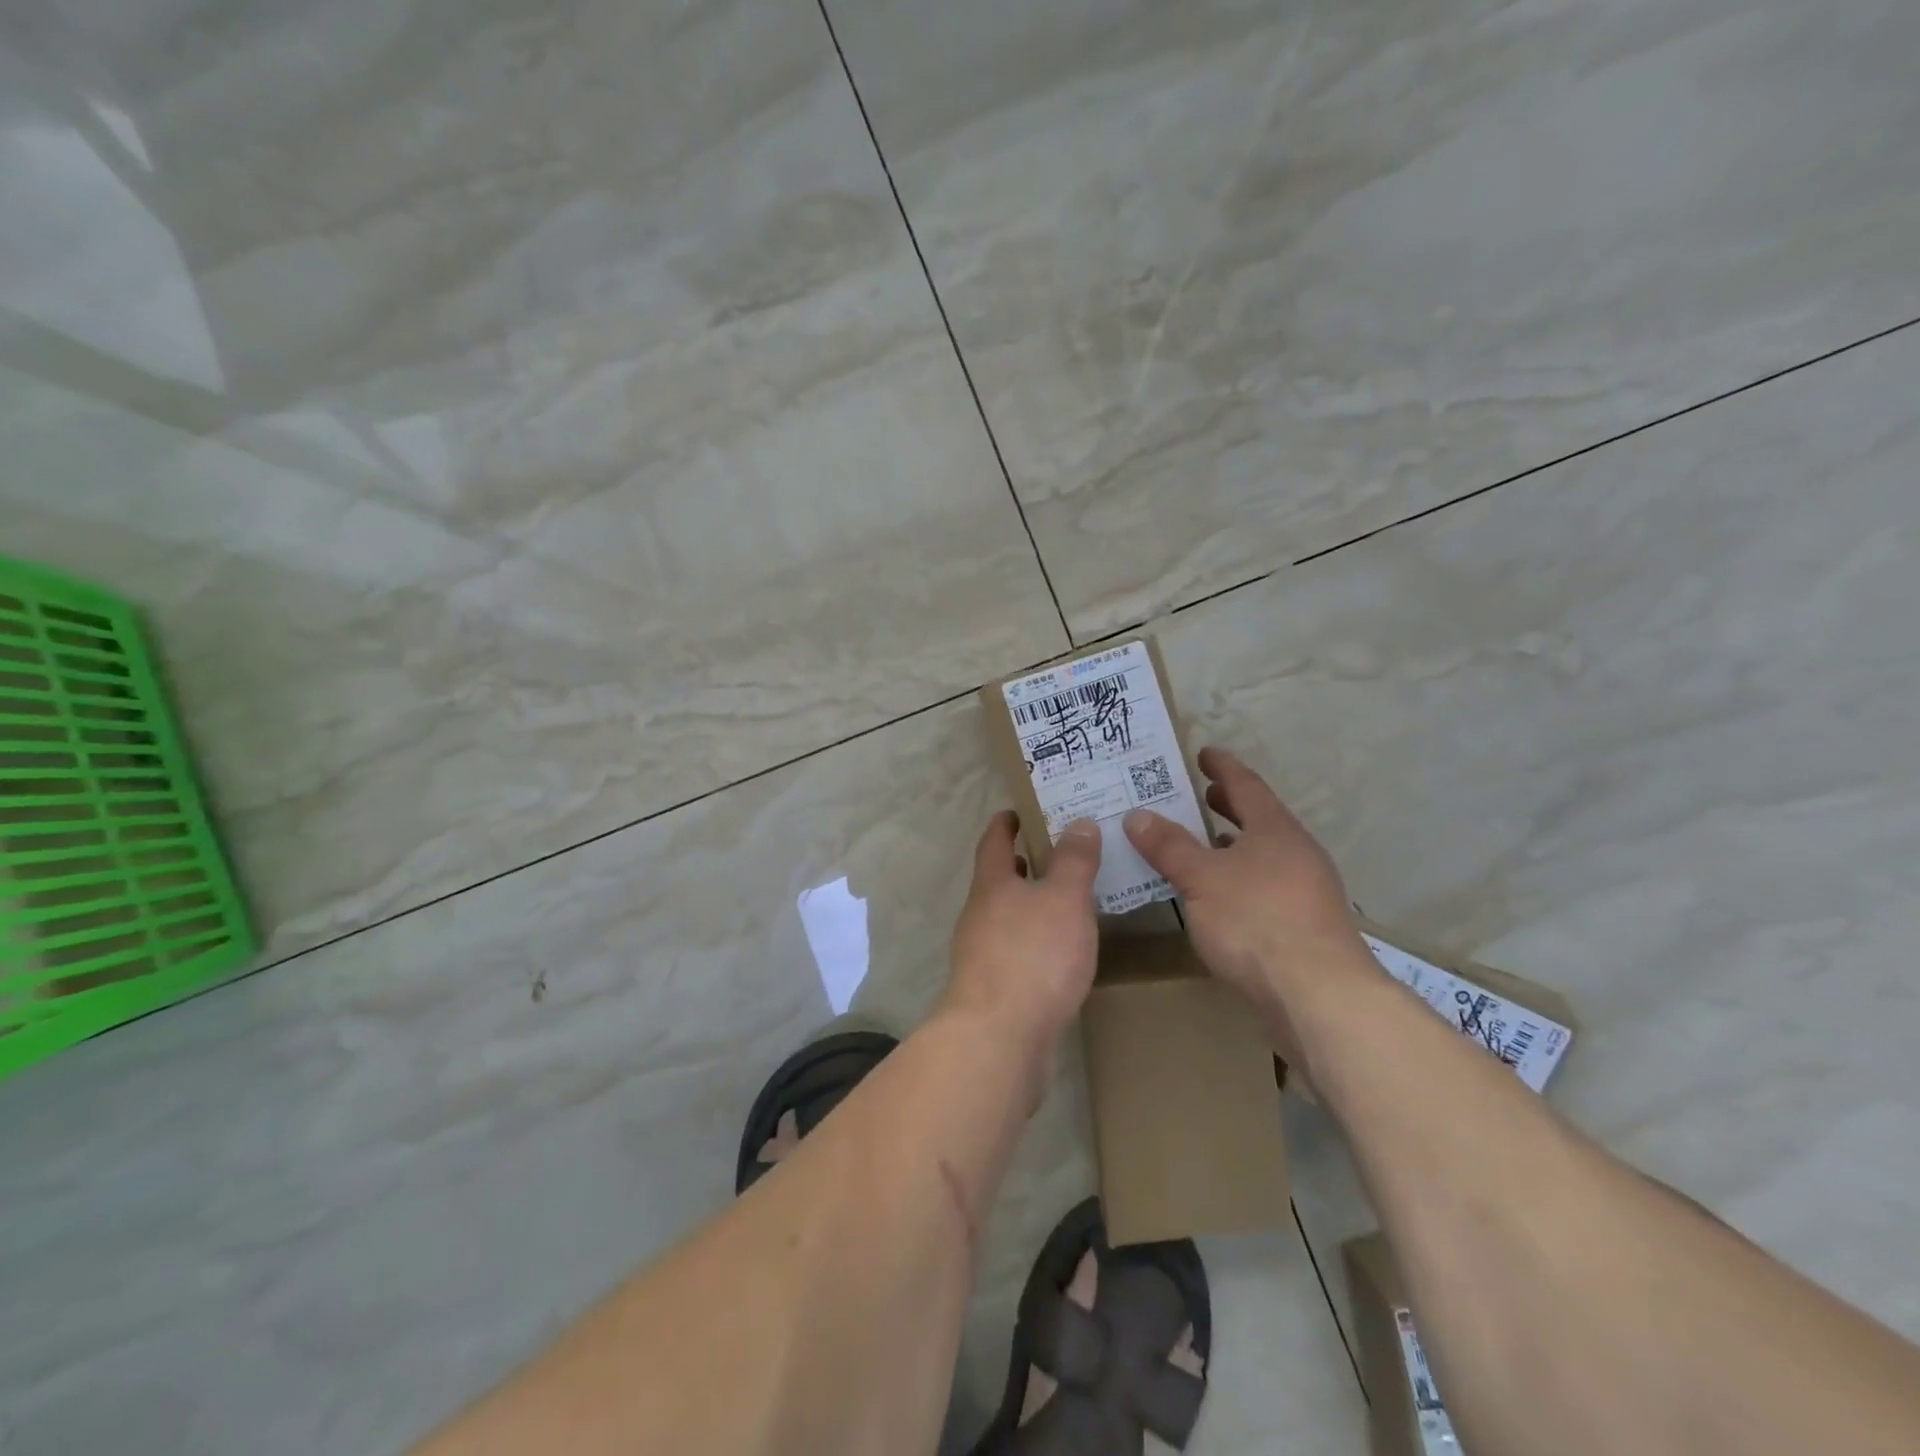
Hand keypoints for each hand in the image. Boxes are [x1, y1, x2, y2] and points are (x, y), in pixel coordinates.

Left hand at [945, 812, 1101, 1055]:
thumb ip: (1074, 861)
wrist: (999, 1037)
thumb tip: (1078, 823)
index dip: (1007, 822)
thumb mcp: (1064, 899)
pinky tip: (1063, 952)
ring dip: (1033, 904)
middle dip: (1026, 864)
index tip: (1022, 810)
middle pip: (1000, 879)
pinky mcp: (994, 989)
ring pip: (1009, 917)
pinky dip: (1037, 940)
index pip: (994, 841)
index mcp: (992, 884)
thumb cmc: (1033, 956)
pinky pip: (1017, 951)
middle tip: (1063, 852)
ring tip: (1070, 900)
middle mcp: (980, 914)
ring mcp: (982, 954)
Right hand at [1123, 747, 1365, 1005]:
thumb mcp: (1201, 878)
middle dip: (1230, 805)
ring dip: (1236, 844)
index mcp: (1275, 830)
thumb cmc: (1256, 920)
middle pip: (1260, 818)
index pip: (1246, 785)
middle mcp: (1297, 852)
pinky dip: (1242, 876)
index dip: (1222, 767)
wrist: (1319, 995)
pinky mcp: (1306, 925)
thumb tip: (1138, 815)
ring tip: (1206, 843)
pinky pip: (1267, 884)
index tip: (1204, 753)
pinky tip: (1224, 897)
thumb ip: (1169, 846)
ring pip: (1265, 853)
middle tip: (1201, 794)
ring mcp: (1307, 890)